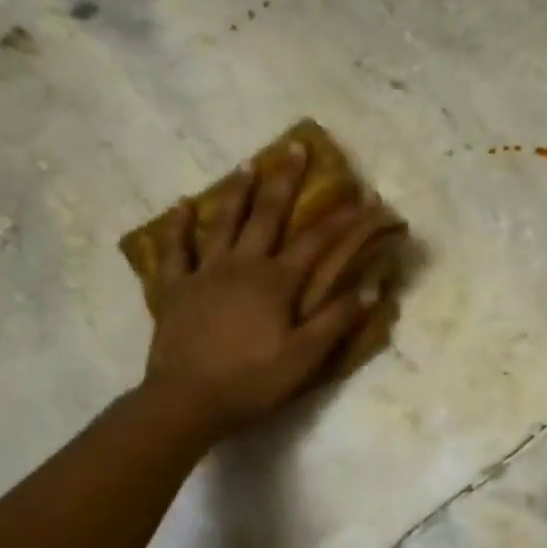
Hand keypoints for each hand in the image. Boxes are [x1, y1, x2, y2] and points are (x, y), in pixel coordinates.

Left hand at [139, 145, 403, 438]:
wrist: (187, 400)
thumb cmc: (251, 381)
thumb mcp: (304, 357)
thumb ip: (336, 320)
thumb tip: (371, 287)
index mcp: (276, 283)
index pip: (318, 242)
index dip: (346, 219)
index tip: (367, 197)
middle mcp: (242, 266)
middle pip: (267, 215)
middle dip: (285, 180)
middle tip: (295, 147)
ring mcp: (204, 273)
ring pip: (223, 222)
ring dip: (237, 191)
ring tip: (247, 163)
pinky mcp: (175, 289)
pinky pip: (175, 250)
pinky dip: (178, 226)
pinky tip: (182, 205)